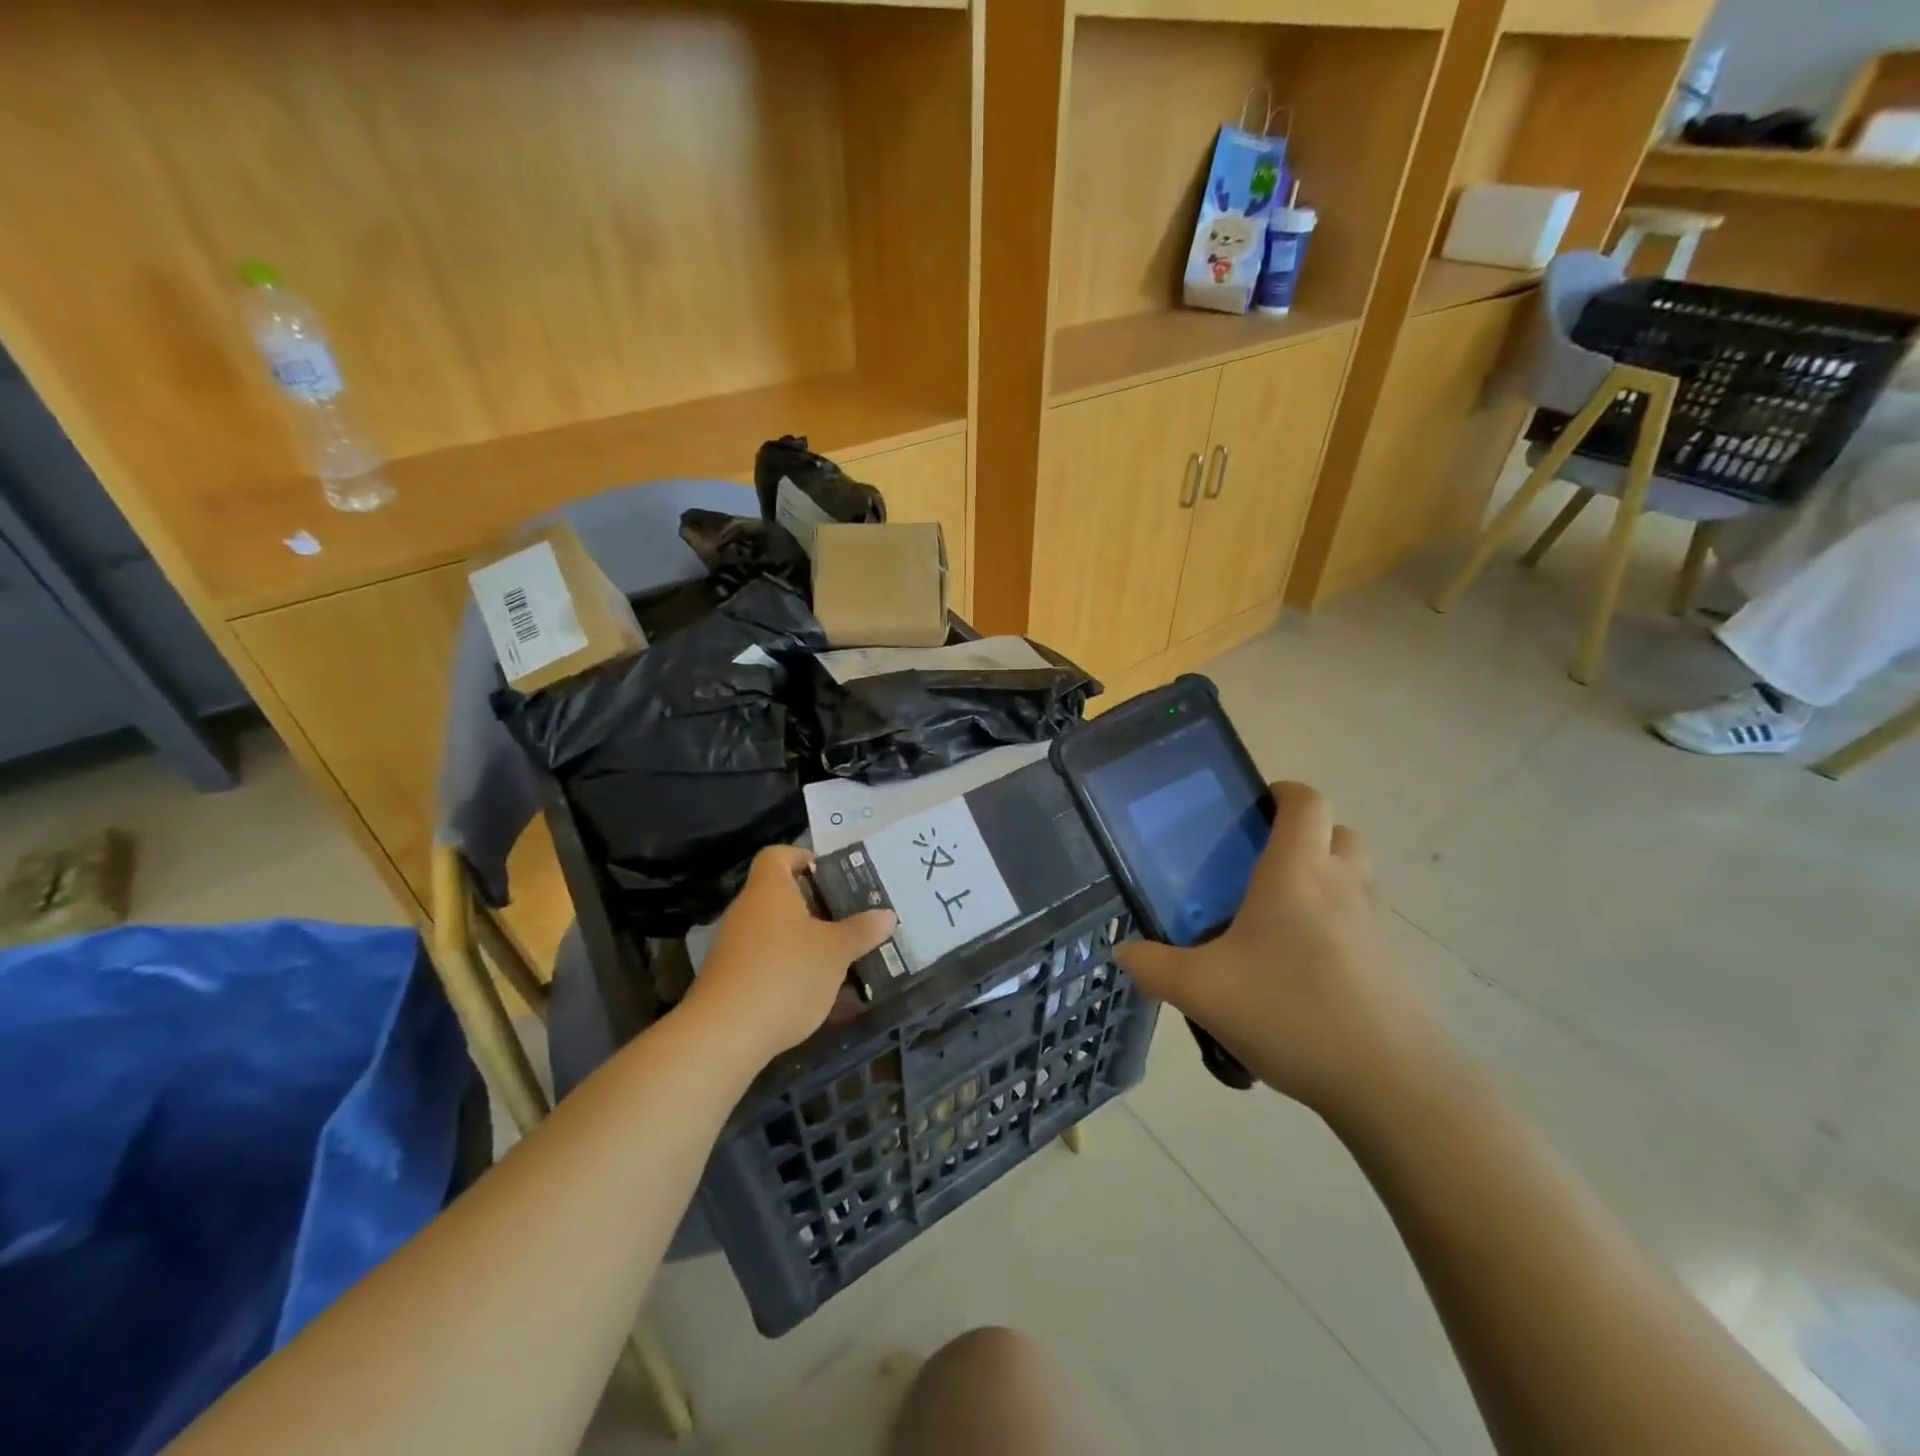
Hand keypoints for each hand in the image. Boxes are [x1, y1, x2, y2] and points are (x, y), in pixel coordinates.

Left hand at [684, 845, 896, 1063]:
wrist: (726, 1035)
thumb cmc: (786, 974)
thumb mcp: (836, 952)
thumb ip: (861, 931)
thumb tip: (886, 915)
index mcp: (770, 890)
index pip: (778, 855)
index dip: (802, 857)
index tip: (830, 874)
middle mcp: (747, 911)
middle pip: (781, 897)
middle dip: (816, 909)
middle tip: (850, 920)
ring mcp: (734, 948)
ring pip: (777, 935)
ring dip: (806, 944)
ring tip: (843, 960)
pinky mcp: (730, 982)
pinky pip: (767, 965)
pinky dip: (792, 973)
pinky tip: (819, 996)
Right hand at [1115, 782, 1451, 1122]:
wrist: (1394, 1085)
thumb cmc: (1292, 1014)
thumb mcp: (1202, 992)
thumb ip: (1154, 966)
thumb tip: (1124, 951)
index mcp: (1297, 874)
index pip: (1306, 802)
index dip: (1282, 793)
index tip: (1252, 811)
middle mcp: (1343, 886)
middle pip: (1338, 832)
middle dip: (1304, 837)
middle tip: (1261, 868)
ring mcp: (1377, 925)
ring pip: (1355, 877)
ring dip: (1324, 880)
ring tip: (1279, 922)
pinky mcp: (1396, 964)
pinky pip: (1365, 923)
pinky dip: (1340, 927)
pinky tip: (1306, 974)